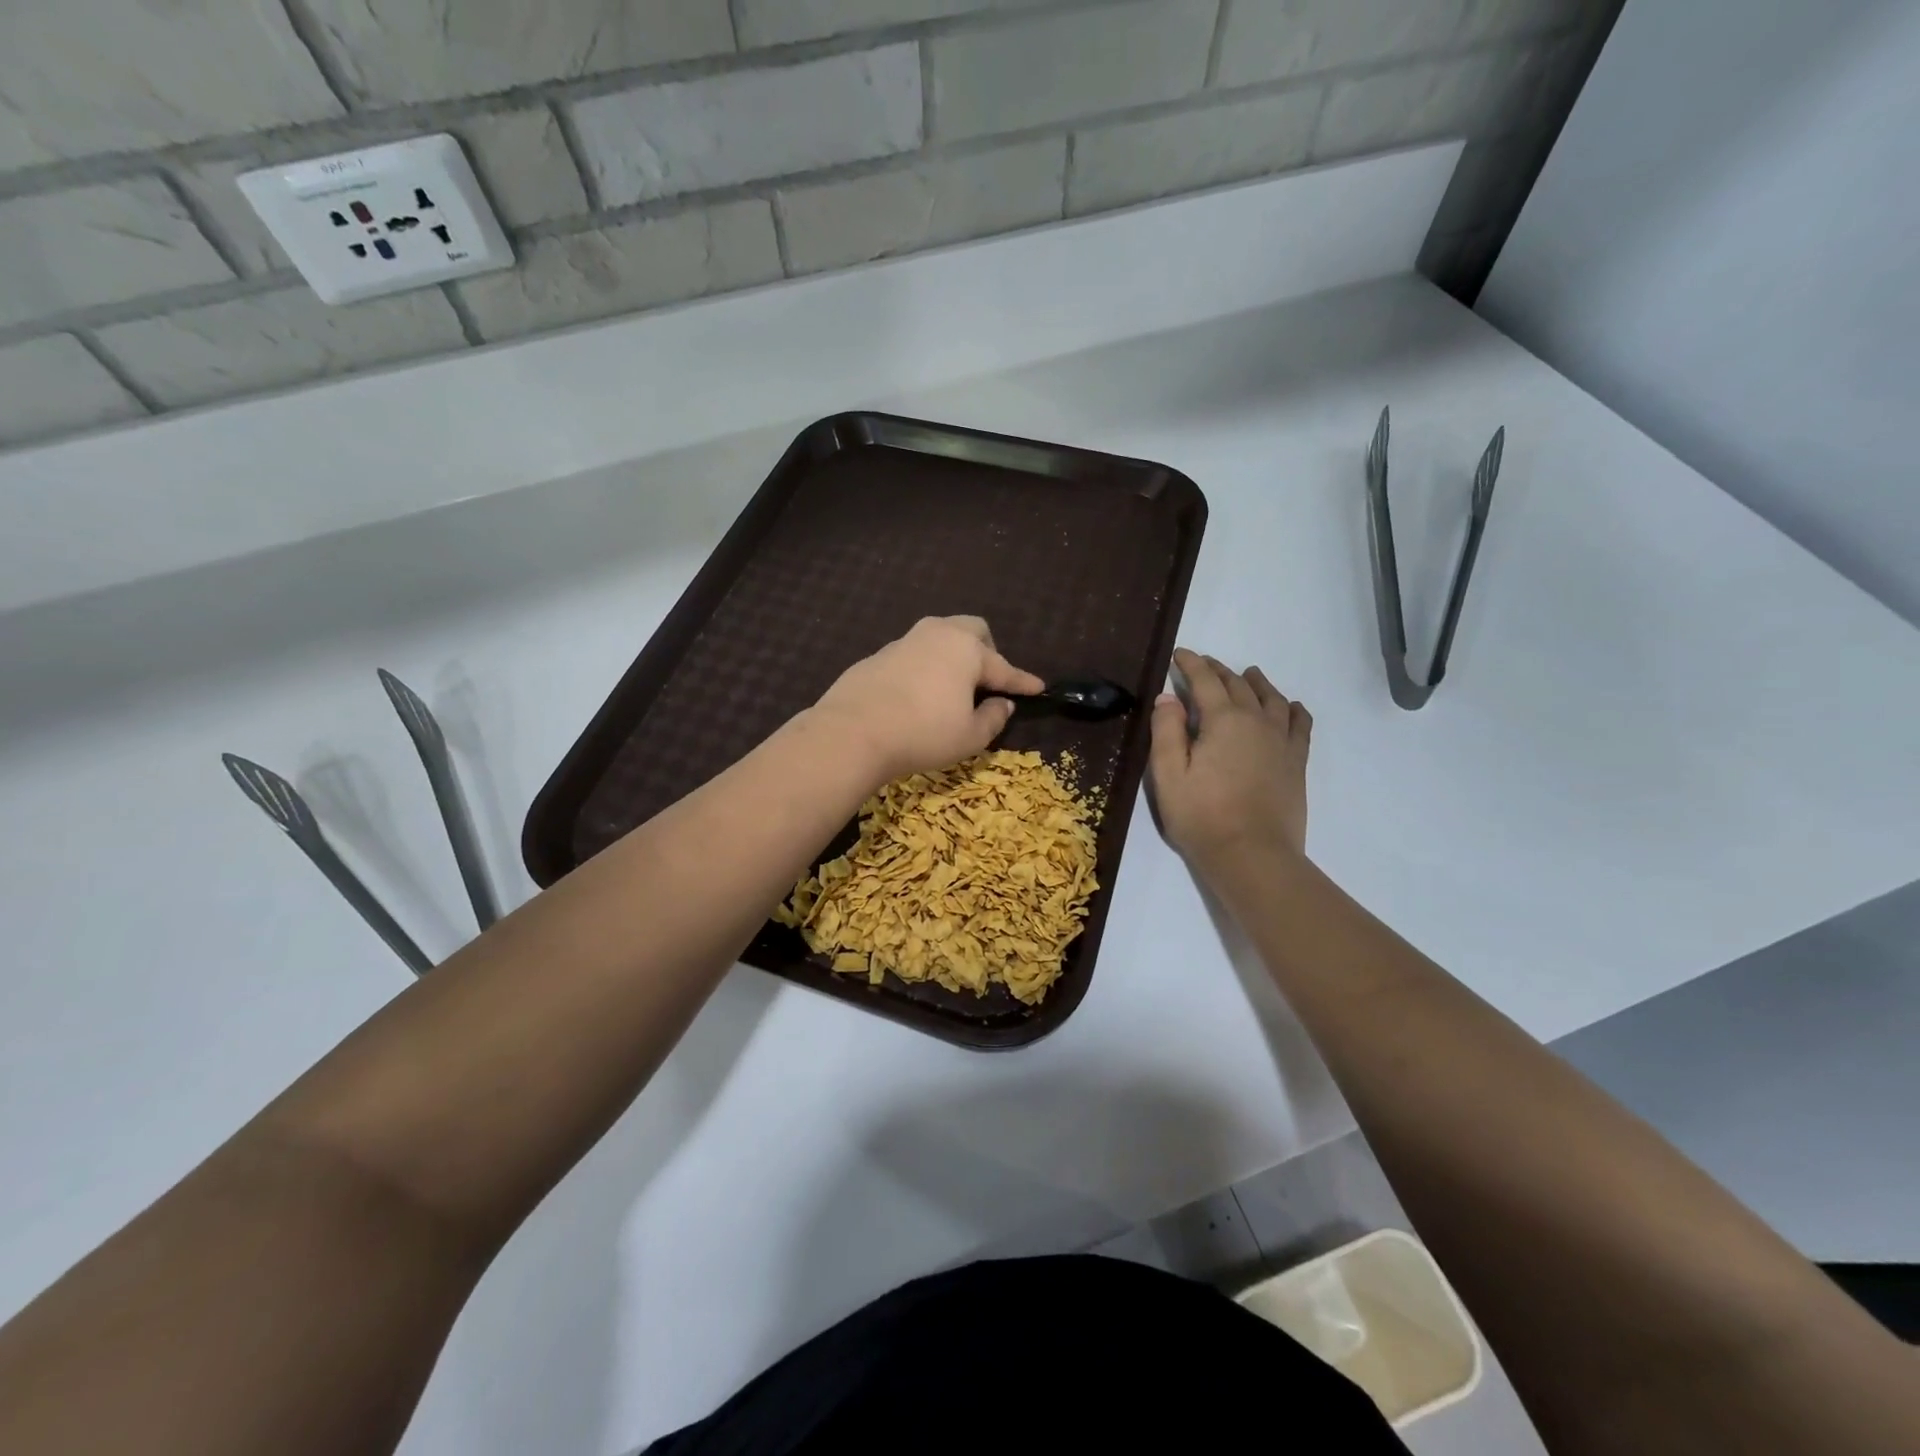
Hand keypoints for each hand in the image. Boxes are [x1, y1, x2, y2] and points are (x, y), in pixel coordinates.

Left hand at [811, 616, 1044, 783]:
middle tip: (989, 679)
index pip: (1004, 667)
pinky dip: (926, 667)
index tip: (1039, 688)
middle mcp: (938, 635)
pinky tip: (919, 693)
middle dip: (988, 650)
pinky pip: (914, 654)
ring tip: (954, 685)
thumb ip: (993, 718)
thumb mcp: (970, 737)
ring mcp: (905, 641)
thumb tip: (1002, 704)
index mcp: (967, 650)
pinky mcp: (879, 655)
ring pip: (940, 637)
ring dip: (954, 655)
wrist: (853, 732)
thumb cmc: (923, 733)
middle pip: (973, 630)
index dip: (1023, 682)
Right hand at [1150, 648, 1311, 870]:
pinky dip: (1293, 710)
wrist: (1252, 855)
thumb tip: (1168, 696)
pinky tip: (1290, 707)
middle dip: (1219, 670)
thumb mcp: (1168, 775)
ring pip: (1272, 699)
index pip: (1205, 680)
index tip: (1179, 654)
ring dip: (1257, 683)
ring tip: (1249, 674)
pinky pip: (1300, 724)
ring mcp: (1281, 741)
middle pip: (1238, 685)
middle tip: (1204, 664)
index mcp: (1223, 720)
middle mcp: (1256, 721)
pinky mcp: (1295, 762)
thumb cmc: (1201, 816)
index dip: (1191, 664)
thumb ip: (1166, 731)